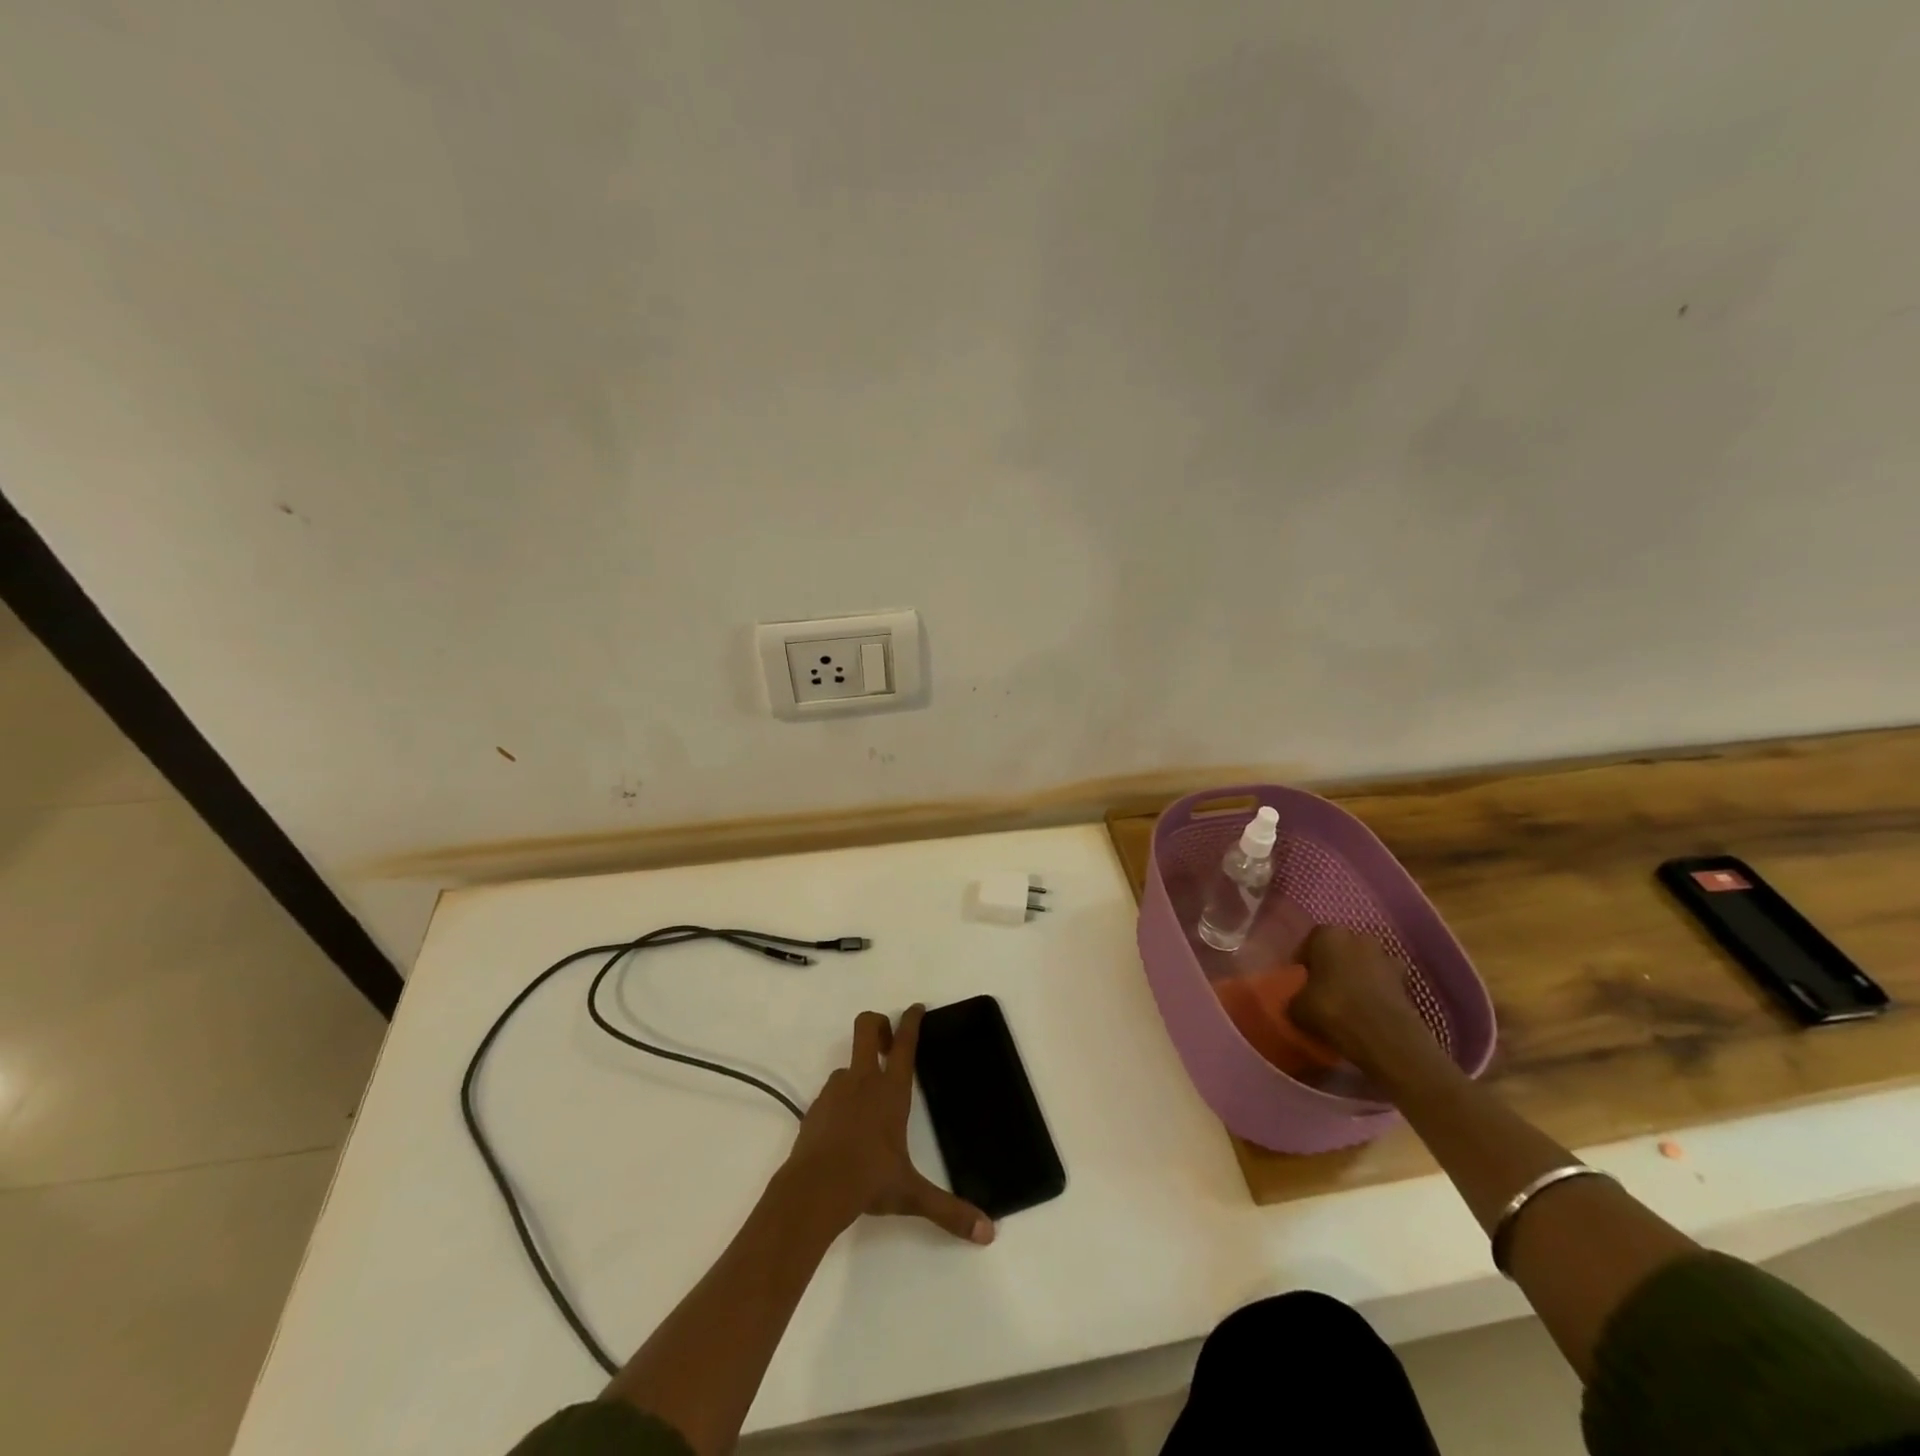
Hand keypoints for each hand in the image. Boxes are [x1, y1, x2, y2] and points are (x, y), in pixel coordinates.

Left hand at [783, 1006, 993, 1244]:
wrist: (813, 1190)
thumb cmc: (868, 1181)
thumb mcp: (912, 1194)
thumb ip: (949, 1210)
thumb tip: (988, 1233)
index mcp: (891, 1091)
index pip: (905, 1043)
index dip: (911, 1020)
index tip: (917, 1007)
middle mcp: (863, 1080)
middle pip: (867, 1027)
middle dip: (879, 1024)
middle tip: (889, 1042)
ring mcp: (835, 1091)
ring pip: (848, 1064)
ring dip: (860, 1071)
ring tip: (870, 1101)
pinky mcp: (816, 1108)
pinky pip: (832, 1091)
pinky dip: (842, 1099)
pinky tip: (846, 1128)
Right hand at [1291, 925, 1435, 1073]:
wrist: (1384, 1036)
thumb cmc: (1332, 1009)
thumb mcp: (1297, 1007)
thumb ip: (1297, 996)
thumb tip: (1299, 1001)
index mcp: (1328, 935)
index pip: (1311, 941)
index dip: (1306, 961)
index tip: (1302, 980)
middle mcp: (1359, 938)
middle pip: (1342, 949)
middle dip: (1335, 964)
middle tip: (1325, 988)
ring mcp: (1387, 958)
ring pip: (1366, 964)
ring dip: (1359, 977)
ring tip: (1350, 1002)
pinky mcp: (1407, 982)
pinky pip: (1385, 983)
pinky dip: (1378, 993)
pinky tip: (1369, 1012)